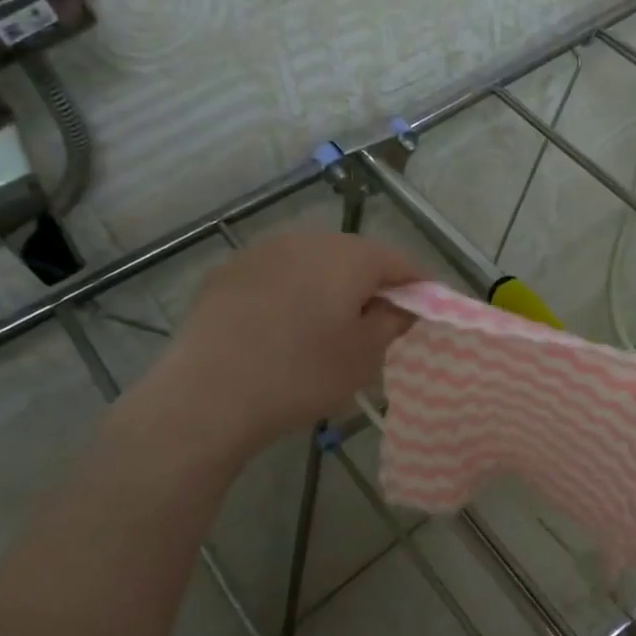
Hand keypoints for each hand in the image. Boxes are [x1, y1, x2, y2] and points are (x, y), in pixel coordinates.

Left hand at [144, 232, 423, 458]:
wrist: (209, 394)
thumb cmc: (302, 374)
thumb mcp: (364, 356)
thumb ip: (393, 321)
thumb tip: (404, 304)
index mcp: (349, 257)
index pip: (399, 260)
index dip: (418, 284)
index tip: (426, 308)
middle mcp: (308, 240)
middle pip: (355, 255)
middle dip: (373, 282)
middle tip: (378, 320)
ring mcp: (263, 252)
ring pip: (313, 261)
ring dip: (330, 284)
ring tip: (329, 323)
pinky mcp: (228, 271)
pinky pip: (277, 274)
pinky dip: (292, 291)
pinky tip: (284, 325)